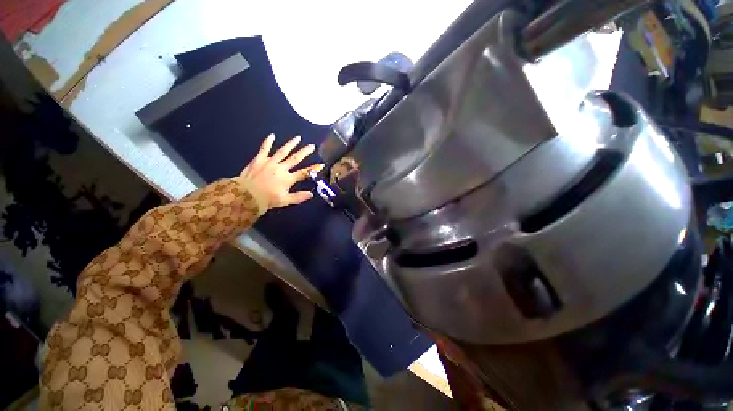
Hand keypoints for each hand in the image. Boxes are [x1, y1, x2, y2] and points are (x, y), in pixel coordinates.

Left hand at [240, 134, 322, 208]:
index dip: (313, 169)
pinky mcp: (259, 159)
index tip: (321, 164)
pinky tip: (272, 135)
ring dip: (291, 144)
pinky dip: (268, 142)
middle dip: (304, 152)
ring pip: (283, 151)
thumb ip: (298, 197)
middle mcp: (281, 168)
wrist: (245, 196)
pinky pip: (264, 149)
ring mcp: (269, 162)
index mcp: (287, 179)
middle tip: (312, 146)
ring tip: (298, 138)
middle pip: (295, 159)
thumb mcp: (284, 201)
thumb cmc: (266, 200)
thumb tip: (311, 194)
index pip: (304, 173)